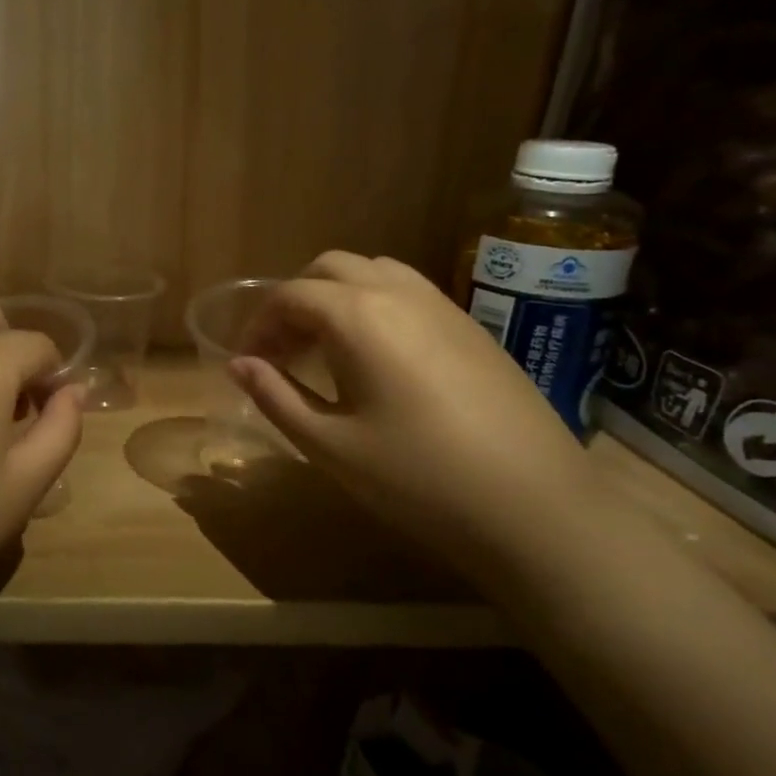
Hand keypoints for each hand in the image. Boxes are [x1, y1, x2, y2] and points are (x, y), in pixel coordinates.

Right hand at [229, 252, 595, 567]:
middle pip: (330, 268)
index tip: (248, 361)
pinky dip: (374, 306)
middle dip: (295, 300)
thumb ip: (276, 397)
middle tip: (282, 351)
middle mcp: (399, 293)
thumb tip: (240, 365)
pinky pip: (408, 292)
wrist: (535, 507)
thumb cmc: (417, 479)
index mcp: (358, 316)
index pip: (290, 295)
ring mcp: (442, 306)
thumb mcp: (330, 445)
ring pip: (373, 272)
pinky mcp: (472, 327)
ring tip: (325, 349)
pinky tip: (376, 359)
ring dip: (336, 297)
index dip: (259, 325)